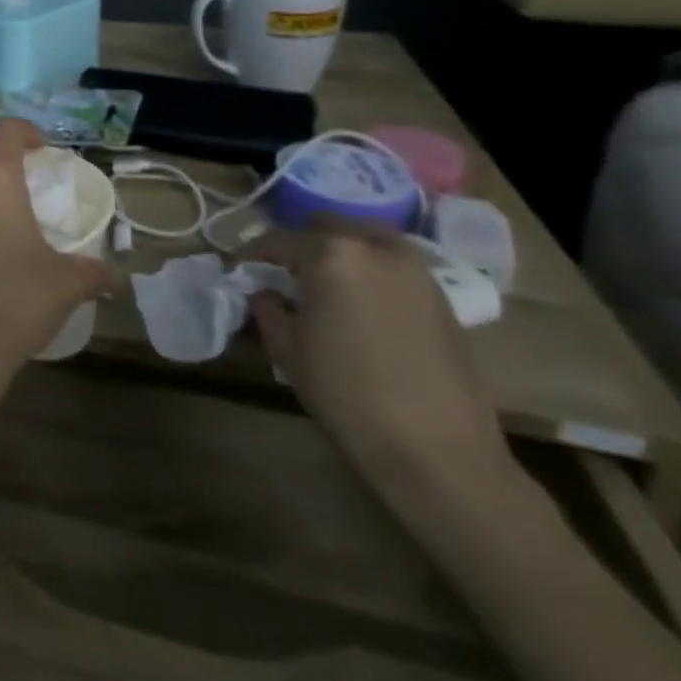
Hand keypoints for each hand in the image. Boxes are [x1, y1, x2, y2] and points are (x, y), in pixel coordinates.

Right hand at [248, 219, 517, 512]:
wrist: (437, 452)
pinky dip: (371, 273)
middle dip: (301, 245)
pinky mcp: (443, 300)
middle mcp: (376, 249)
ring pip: (367, 241)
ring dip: (341, 253)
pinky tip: (359, 306)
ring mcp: (417, 272)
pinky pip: (394, 268)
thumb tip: (264, 292)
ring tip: (323, 286)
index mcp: (331, 254)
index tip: (237, 271)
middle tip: (284, 274)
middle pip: (327, 227)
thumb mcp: (285, 346)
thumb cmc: (345, 392)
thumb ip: (267, 306)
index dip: (250, 256)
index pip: (276, 240)